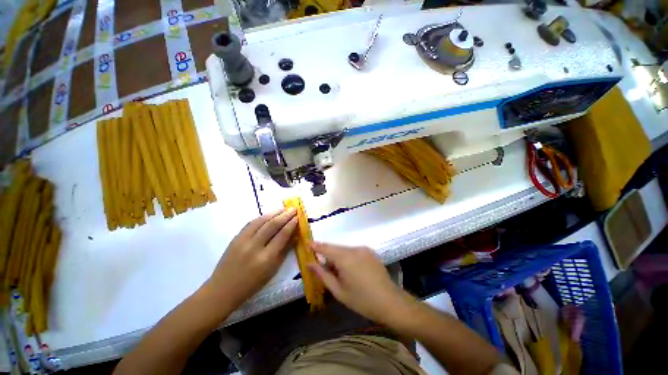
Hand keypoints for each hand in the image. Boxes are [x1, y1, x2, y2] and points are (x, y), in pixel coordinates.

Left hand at [207, 209, 297, 308]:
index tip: (297, 217)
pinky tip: (268, 215)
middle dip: (285, 215)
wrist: (223, 289)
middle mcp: (255, 247)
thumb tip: (294, 235)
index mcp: (267, 258)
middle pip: (272, 225)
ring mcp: (243, 241)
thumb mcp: (273, 270)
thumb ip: (284, 251)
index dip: (291, 224)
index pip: (282, 235)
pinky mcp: (235, 238)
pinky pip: (250, 223)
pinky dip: (261, 217)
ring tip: (283, 208)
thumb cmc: (252, 283)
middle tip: (293, 209)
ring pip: (261, 221)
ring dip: (274, 213)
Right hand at [309, 243, 413, 323]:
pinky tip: (351, 270)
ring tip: (339, 272)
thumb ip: (323, 274)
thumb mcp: (338, 291)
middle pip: (336, 248)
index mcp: (345, 258)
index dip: (316, 245)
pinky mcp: (370, 252)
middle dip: (327, 254)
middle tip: (322, 267)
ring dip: (338, 257)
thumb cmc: (361, 300)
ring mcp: (364, 249)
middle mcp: (354, 249)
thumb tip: (310, 263)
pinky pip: (354, 251)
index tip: (307, 242)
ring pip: (345, 249)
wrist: (390, 301)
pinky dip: (348, 257)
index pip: (326, 248)